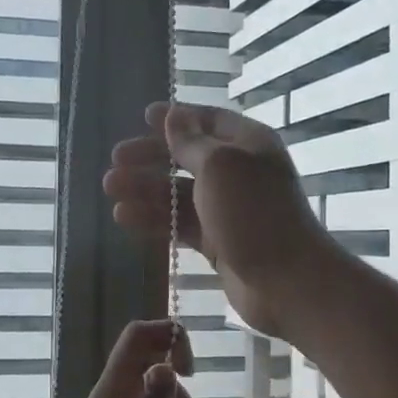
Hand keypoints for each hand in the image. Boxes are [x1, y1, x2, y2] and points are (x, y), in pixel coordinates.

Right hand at [103, 102, 339, 340]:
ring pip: (179, 193)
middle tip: (115, 160)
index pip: (208, 121)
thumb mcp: (219, 166)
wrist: (287, 282)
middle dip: (150, 157)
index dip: (177, 118)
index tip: (143, 117)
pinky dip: (154, 219)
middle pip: (187, 157)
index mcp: (247, 145)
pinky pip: (180, 224)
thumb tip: (172, 115)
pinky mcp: (218, 242)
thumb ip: (190, 142)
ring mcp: (227, 209)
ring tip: (111, 189)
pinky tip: (125, 217)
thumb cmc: (254, 213)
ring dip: (145, 189)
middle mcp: (238, 173)